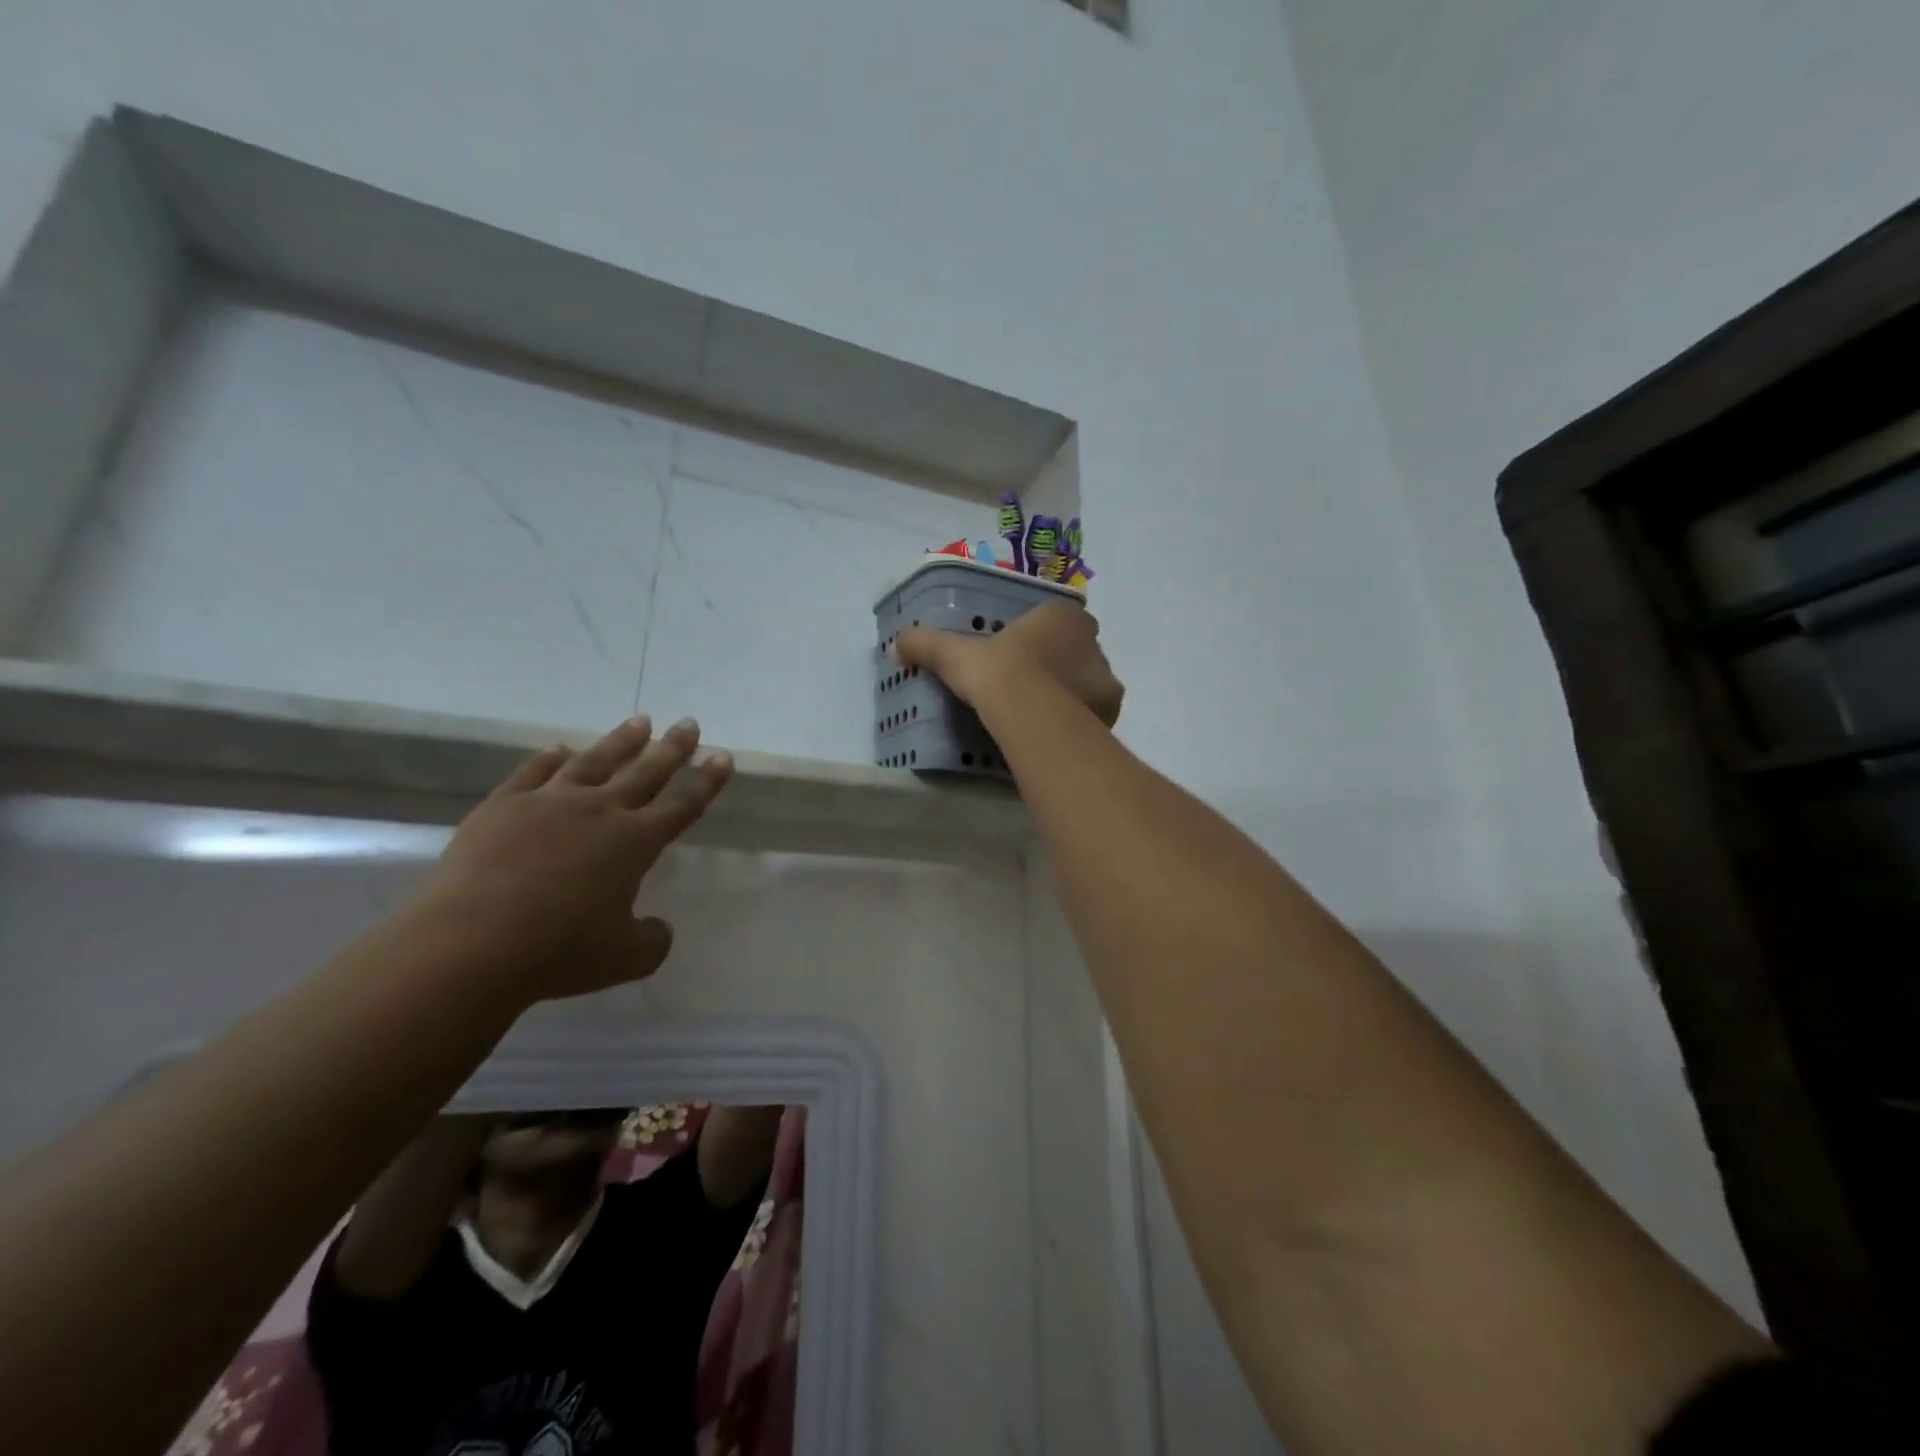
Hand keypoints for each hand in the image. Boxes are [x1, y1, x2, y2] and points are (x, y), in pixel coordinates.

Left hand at [421, 716, 733, 1002]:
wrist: (471, 944)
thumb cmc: (559, 951)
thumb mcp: (625, 958)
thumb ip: (652, 940)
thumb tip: (658, 928)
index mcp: (636, 842)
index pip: (683, 805)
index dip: (707, 781)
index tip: (723, 755)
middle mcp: (600, 811)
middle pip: (646, 771)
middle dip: (673, 747)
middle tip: (689, 723)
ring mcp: (549, 802)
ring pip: (595, 762)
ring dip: (621, 741)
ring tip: (639, 722)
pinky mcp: (503, 806)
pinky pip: (533, 773)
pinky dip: (550, 759)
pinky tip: (559, 750)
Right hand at [894, 602, 1123, 726]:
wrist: (1031, 715)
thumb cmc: (998, 673)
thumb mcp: (955, 655)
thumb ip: (927, 645)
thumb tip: (897, 645)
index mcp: (1061, 616)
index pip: (1056, 619)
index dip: (1039, 635)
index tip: (1019, 655)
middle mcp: (1092, 641)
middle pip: (1076, 650)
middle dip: (1058, 665)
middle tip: (1029, 686)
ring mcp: (1106, 676)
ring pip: (1089, 681)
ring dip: (1071, 693)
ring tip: (1042, 714)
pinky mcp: (1111, 711)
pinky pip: (1095, 712)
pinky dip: (1081, 720)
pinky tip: (1057, 732)